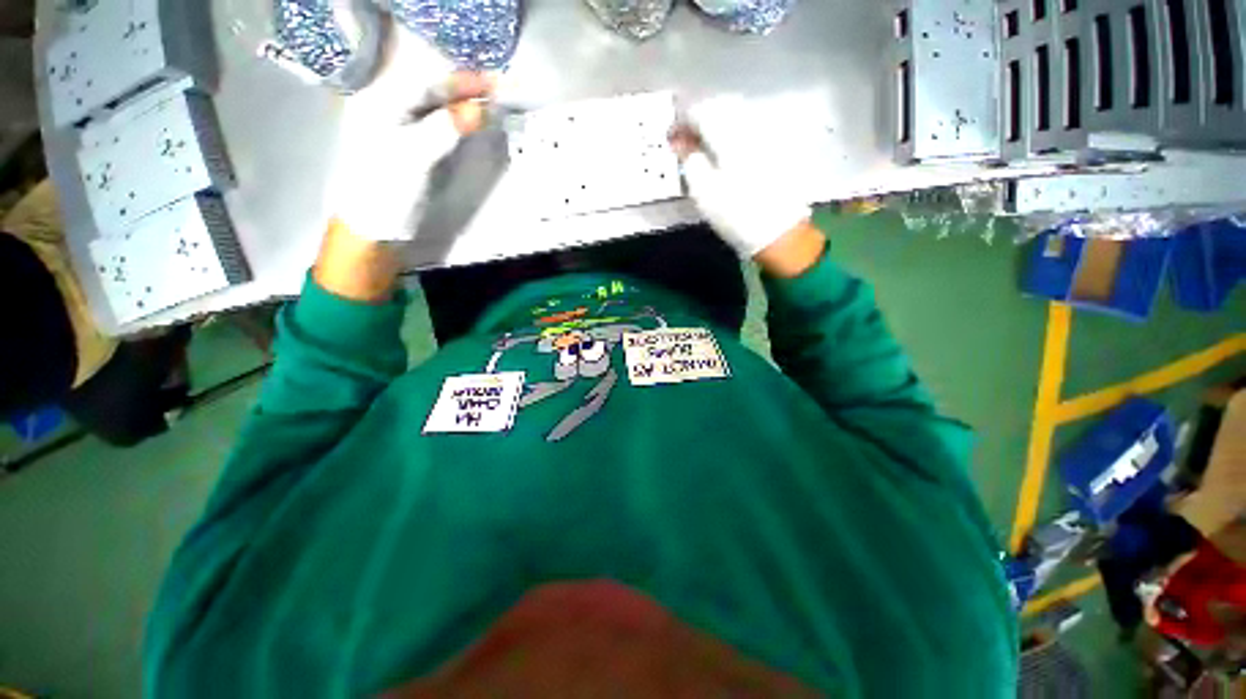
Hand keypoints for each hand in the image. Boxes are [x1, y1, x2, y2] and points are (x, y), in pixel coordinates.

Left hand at [329, 63, 492, 241]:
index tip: (495, 84)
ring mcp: (398, 127)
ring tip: (492, 105)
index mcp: (378, 100)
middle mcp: (386, 106)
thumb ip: (445, 129)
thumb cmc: (385, 190)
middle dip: (465, 90)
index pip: (425, 78)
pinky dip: (458, 124)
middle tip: (500, 92)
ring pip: (436, 107)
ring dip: (464, 106)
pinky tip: (473, 124)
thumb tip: (480, 108)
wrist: (371, 229)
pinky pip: (437, 126)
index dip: (461, 79)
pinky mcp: (409, 147)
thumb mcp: (414, 157)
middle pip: (431, 89)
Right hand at [669, 100, 816, 270]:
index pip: (700, 110)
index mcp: (729, 133)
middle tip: (684, 140)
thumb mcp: (704, 191)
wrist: (779, 231)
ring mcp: (766, 133)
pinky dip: (730, 131)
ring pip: (735, 114)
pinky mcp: (775, 146)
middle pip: (719, 106)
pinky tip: (724, 149)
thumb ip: (689, 160)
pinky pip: (747, 126)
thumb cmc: (736, 213)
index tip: (670, 137)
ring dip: (714, 123)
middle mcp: (750, 123)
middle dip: (698, 117)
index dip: (681, 120)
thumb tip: (679, 141)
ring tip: (702, 145)